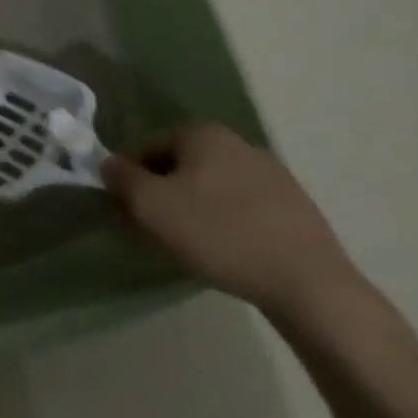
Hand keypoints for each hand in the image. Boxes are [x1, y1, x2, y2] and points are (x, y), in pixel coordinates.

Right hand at [100, 121, 362, 319]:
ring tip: (190, 250)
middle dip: (161, 196)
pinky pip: (242, 209)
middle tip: (154, 234)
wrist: (309, 284)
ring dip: (193, 212)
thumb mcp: (151, 206)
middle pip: (180, 167)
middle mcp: (237, 142)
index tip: (128, 216)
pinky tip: (227, 255)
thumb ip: (120, 178)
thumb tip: (108, 165)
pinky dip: (226, 225)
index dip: (130, 182)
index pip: (147, 149)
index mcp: (202, 133)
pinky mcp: (294, 208)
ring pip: (211, 189)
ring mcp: (272, 174)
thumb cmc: (219, 234)